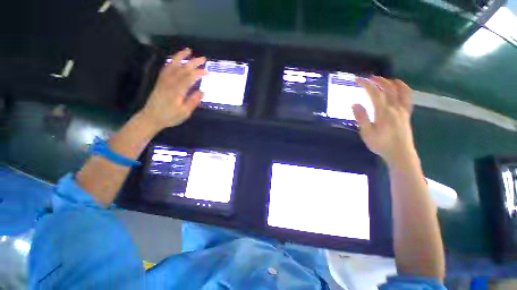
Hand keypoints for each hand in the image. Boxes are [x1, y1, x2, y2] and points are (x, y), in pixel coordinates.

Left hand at [139, 48, 207, 129]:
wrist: (151, 117)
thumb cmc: (170, 116)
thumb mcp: (184, 112)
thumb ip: (193, 101)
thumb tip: (202, 91)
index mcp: (177, 91)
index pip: (190, 78)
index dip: (199, 73)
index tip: (208, 72)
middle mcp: (170, 82)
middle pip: (183, 69)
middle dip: (193, 62)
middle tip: (203, 59)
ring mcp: (164, 80)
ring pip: (173, 65)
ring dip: (181, 57)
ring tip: (188, 51)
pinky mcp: (160, 81)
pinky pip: (166, 68)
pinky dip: (171, 62)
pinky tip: (176, 59)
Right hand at [352, 76, 415, 166]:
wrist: (400, 153)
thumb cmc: (381, 144)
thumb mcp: (366, 133)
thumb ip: (361, 117)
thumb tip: (355, 103)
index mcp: (383, 112)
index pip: (374, 93)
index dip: (366, 84)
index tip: (357, 80)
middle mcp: (395, 107)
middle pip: (388, 88)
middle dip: (377, 81)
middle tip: (368, 78)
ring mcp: (403, 110)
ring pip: (399, 90)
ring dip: (390, 82)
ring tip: (382, 79)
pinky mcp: (407, 113)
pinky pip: (407, 97)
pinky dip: (403, 88)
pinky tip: (399, 86)